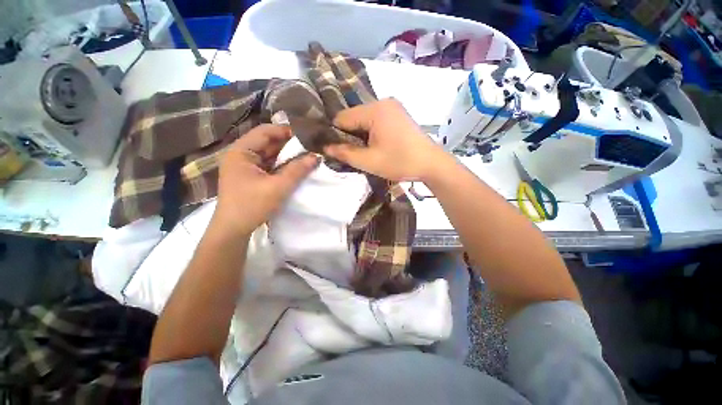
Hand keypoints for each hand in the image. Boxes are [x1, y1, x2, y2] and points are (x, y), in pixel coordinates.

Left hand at [214, 124, 319, 235]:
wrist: (233, 229)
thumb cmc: (252, 206)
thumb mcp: (278, 187)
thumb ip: (297, 171)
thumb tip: (316, 157)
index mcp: (240, 152)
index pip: (264, 132)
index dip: (285, 131)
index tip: (306, 136)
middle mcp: (241, 155)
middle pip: (267, 142)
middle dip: (288, 144)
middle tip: (309, 146)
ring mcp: (245, 166)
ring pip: (269, 154)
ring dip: (286, 155)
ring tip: (306, 155)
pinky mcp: (250, 176)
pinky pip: (268, 165)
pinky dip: (281, 165)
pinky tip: (295, 166)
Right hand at [323, 98, 447, 181]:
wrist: (431, 164)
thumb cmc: (400, 162)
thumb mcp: (369, 161)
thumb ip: (345, 153)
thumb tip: (325, 148)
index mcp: (375, 110)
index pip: (342, 118)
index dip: (336, 135)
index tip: (337, 151)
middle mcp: (383, 102)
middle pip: (354, 117)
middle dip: (349, 136)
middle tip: (353, 154)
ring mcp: (392, 107)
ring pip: (364, 120)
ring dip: (361, 136)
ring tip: (365, 152)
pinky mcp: (398, 114)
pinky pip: (376, 121)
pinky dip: (371, 133)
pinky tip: (376, 146)